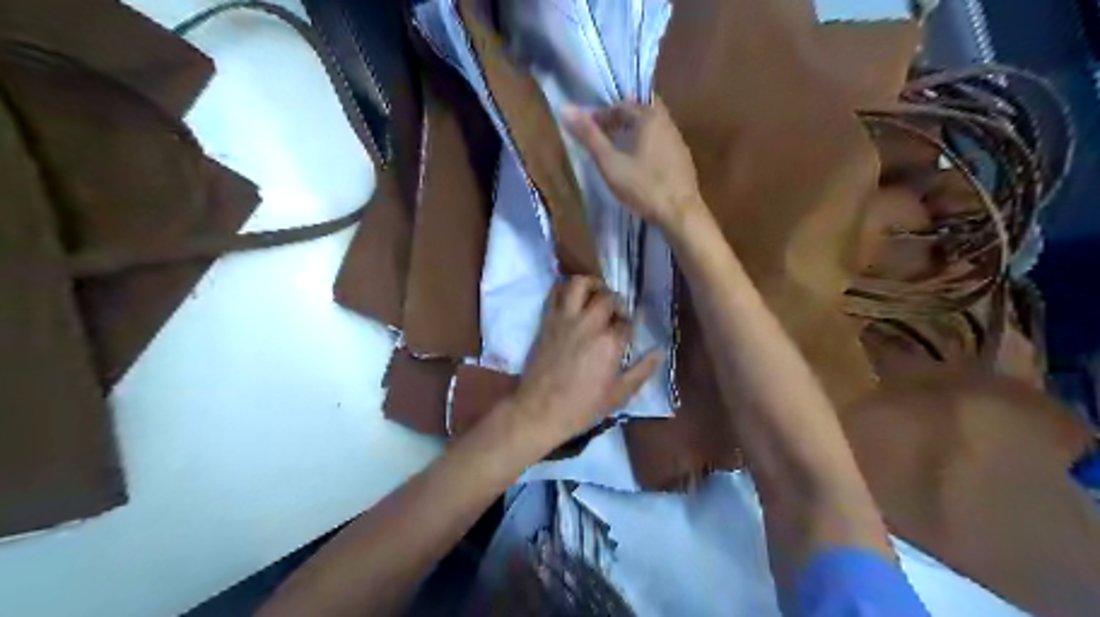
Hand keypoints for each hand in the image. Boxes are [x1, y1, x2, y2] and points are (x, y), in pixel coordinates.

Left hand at [510, 277, 654, 448]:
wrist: (539, 411)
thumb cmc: (582, 407)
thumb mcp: (618, 396)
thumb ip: (641, 371)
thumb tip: (659, 352)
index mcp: (609, 343)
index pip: (627, 322)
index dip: (630, 325)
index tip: (629, 332)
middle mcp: (589, 324)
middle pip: (608, 298)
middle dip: (617, 303)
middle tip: (616, 315)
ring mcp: (565, 319)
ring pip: (580, 284)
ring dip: (592, 284)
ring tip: (597, 294)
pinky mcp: (547, 320)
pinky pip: (555, 293)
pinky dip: (565, 288)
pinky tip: (573, 297)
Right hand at [568, 97, 703, 229]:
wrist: (680, 213)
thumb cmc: (643, 186)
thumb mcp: (610, 163)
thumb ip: (589, 137)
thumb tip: (566, 108)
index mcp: (649, 118)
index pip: (621, 105)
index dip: (602, 115)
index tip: (588, 128)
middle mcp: (667, 122)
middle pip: (641, 111)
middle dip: (620, 118)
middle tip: (604, 132)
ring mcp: (678, 141)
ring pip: (653, 126)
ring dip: (634, 130)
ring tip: (618, 147)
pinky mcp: (683, 159)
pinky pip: (661, 141)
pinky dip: (646, 143)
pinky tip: (639, 162)